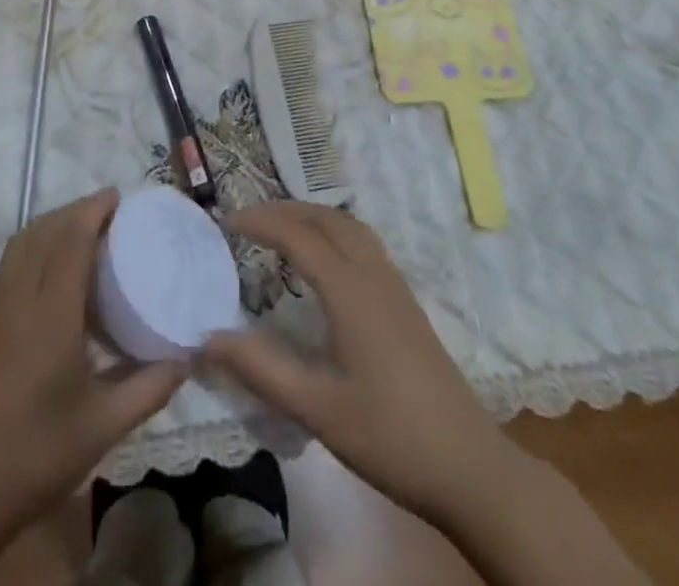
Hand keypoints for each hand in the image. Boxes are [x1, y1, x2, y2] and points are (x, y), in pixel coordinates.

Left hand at [0, 191, 187, 553]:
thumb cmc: (37, 453)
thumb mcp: (104, 426)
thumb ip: (149, 388)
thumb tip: (187, 357)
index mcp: (50, 313)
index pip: (70, 240)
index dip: (93, 210)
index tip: (119, 197)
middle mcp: (20, 298)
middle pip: (44, 231)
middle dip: (75, 210)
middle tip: (110, 211)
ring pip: (22, 243)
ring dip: (51, 223)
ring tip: (83, 228)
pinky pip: (10, 262)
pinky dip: (33, 244)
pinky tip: (51, 266)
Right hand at [203, 202, 514, 530]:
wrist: (471, 468)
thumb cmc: (391, 437)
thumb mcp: (318, 409)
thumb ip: (262, 369)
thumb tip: (208, 338)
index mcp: (350, 291)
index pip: (297, 235)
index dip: (260, 222)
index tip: (226, 222)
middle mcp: (373, 275)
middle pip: (326, 218)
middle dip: (285, 210)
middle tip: (249, 221)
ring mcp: (395, 287)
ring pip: (350, 227)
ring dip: (312, 216)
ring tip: (282, 229)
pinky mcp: (407, 303)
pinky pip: (364, 243)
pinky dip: (334, 232)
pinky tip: (325, 262)